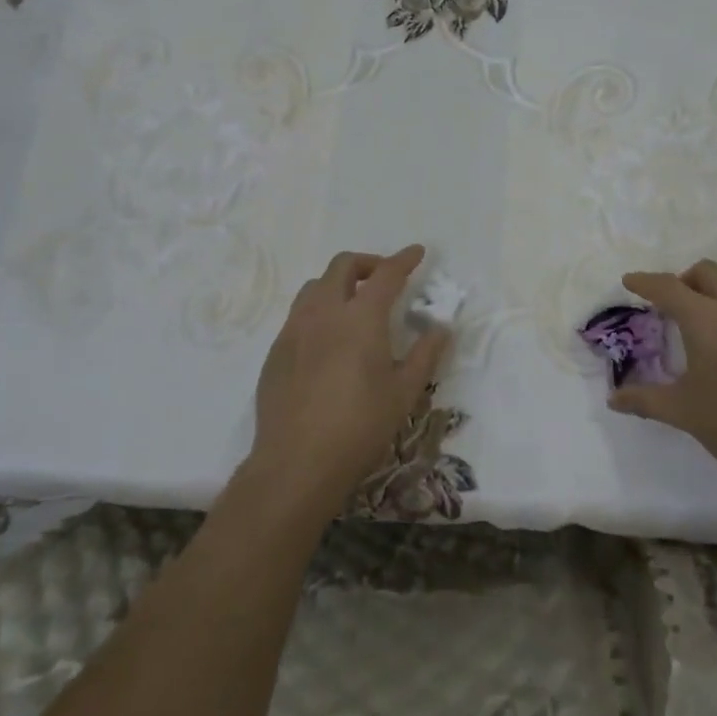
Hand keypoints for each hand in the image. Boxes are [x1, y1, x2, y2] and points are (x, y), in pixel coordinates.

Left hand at [250, 246, 449, 522]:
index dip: (404, 259)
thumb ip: (425, 354)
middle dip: (368, 263)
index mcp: (361, 318)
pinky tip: (328, 340)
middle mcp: (324, 312)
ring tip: (355, 306)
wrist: (296, 463)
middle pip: (343, 266)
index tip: (417, 253)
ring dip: (339, 284)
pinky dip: (319, 310)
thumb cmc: (360, 427)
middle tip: (385, 279)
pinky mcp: (276, 351)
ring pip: (315, 286)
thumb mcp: (404, 393)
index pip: (386, 274)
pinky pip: (298, 314)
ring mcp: (294, 330)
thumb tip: (441, 328)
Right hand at [609, 260, 716, 487]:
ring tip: (711, 317)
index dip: (646, 281)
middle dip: (684, 279)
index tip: (630, 280)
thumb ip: (645, 400)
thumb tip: (613, 399)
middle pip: (707, 272)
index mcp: (706, 321)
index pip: (669, 287)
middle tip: (673, 304)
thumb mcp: (685, 413)